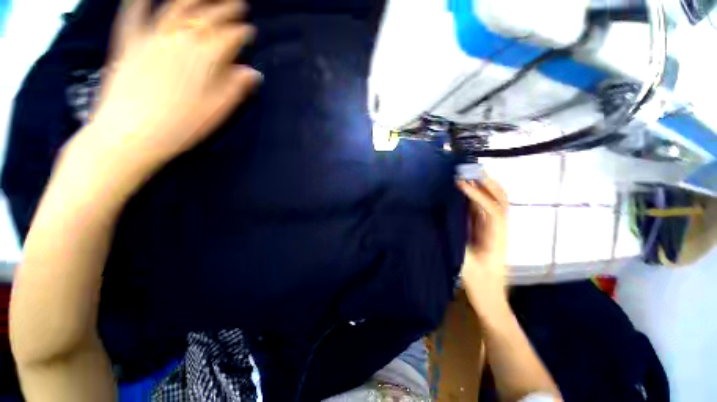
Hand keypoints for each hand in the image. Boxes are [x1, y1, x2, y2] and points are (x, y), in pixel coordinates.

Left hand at [78, 0, 261, 181]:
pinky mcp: (128, 43)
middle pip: (206, 17)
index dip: (241, 32)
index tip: (250, 30)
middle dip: (224, 9)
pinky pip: (133, 15)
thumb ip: (236, 88)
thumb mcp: (217, 111)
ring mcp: (151, 37)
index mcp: (204, 58)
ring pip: (175, 8)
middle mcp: (179, 40)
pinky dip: (138, 1)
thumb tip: (253, 72)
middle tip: (237, 4)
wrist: (130, 134)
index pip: (228, 38)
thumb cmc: (180, 126)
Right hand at [457, 178, 509, 317]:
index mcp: (497, 236)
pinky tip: (465, 193)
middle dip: (486, 183)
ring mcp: (495, 229)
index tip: (459, 184)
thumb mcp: (466, 263)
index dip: (476, 194)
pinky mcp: (488, 231)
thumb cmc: (480, 283)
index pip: (491, 208)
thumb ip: (456, 240)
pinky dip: (477, 197)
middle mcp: (500, 228)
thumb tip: (442, 219)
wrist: (491, 298)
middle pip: (501, 199)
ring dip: (484, 187)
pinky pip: (484, 209)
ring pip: (495, 201)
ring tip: (467, 176)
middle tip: (468, 171)